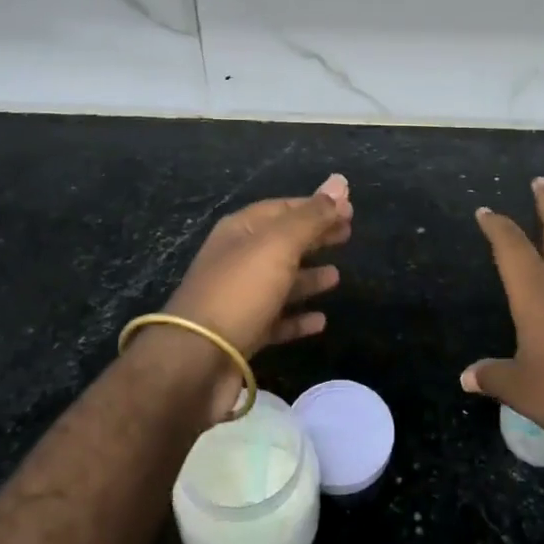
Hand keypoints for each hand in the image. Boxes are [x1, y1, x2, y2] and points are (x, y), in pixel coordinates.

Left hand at [159, 174, 353, 419]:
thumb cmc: (239, 292)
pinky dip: (298, 318)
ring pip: (280, 281)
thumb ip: (311, 217)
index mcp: (240, 231)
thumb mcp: (278, 246)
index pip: (283, 209)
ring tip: (337, 276)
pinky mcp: (243, 334)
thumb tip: (340, 182)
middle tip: (348, 234)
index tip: (348, 209)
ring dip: (308, 276)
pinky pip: (276, 320)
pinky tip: (321, 320)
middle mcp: (237, 260)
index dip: (315, 206)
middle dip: (314, 236)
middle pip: (283, 241)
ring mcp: (238, 298)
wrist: (194, 361)